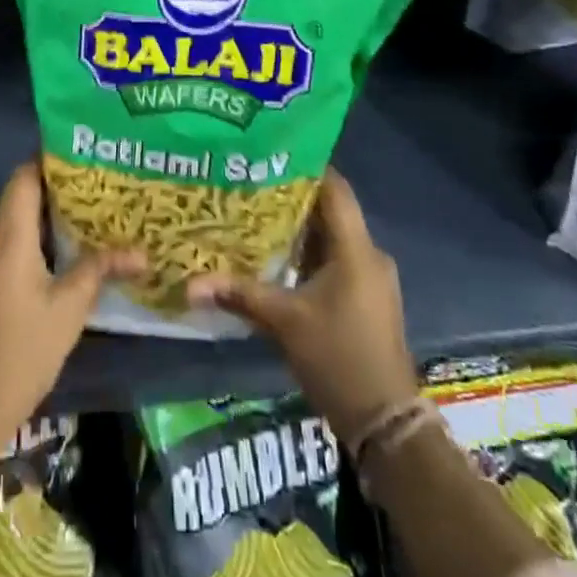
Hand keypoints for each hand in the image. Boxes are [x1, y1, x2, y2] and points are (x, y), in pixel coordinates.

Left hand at [0, 161, 141, 455]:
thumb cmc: (26, 349)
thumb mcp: (70, 308)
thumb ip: (101, 269)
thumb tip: (141, 252)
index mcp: (8, 238)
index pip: (22, 178)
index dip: (48, 161)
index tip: (82, 156)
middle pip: (19, 196)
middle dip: (54, 188)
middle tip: (95, 185)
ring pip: (13, 220)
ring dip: (45, 215)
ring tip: (86, 214)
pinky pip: (7, 242)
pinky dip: (33, 237)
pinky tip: (62, 250)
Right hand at [188, 169, 419, 441]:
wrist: (385, 423)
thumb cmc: (338, 358)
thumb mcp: (284, 323)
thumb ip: (240, 295)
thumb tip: (191, 283)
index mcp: (356, 249)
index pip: (335, 189)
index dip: (307, 167)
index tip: (270, 154)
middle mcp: (368, 255)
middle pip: (330, 211)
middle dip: (292, 198)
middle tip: (251, 184)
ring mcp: (370, 278)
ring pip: (331, 238)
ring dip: (299, 228)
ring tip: (256, 215)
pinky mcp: (366, 298)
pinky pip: (336, 260)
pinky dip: (308, 254)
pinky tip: (277, 258)